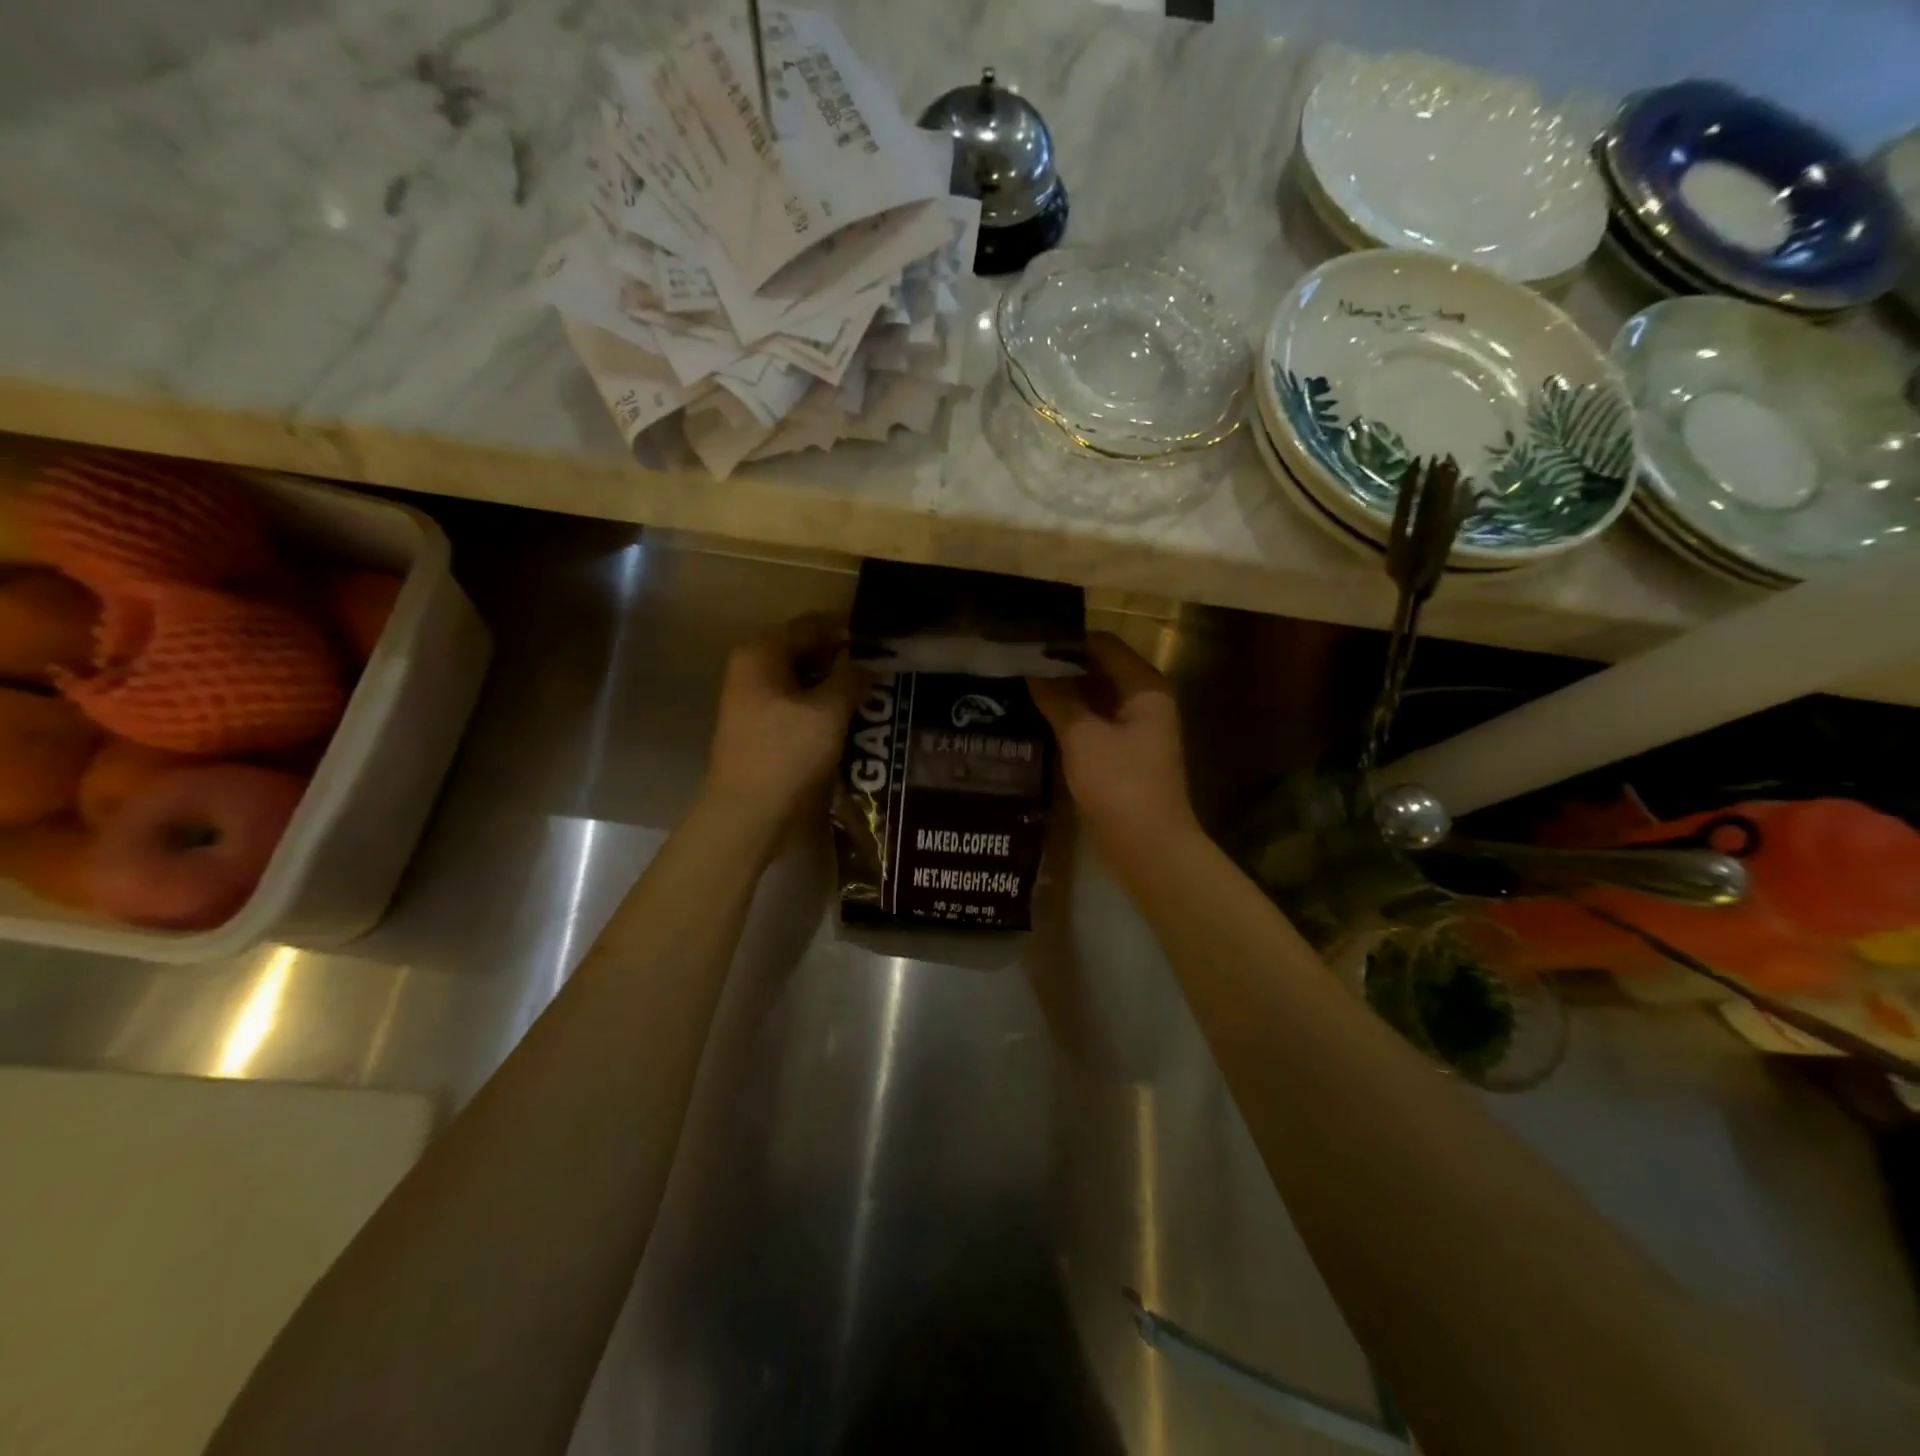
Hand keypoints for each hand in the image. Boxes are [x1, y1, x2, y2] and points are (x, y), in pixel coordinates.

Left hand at [703, 614, 868, 829]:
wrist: (748, 815)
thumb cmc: (787, 754)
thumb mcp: (829, 711)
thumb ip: (852, 677)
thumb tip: (870, 662)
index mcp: (761, 653)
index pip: (812, 624)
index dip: (849, 631)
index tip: (885, 644)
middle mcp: (752, 669)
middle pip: (806, 651)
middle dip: (844, 660)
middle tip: (884, 672)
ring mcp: (753, 701)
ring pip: (804, 680)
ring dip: (836, 686)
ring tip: (873, 695)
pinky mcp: (760, 728)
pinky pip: (798, 705)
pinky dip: (823, 707)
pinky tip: (851, 720)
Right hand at [1028, 633, 1198, 865]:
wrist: (1148, 847)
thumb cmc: (1119, 784)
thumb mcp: (1082, 736)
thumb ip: (1057, 698)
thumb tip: (1030, 668)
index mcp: (1144, 687)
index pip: (1103, 644)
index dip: (1066, 640)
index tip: (1026, 640)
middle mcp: (1144, 702)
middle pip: (1100, 670)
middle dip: (1061, 667)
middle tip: (1016, 662)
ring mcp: (1136, 730)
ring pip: (1095, 699)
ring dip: (1063, 694)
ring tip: (1019, 686)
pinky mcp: (1124, 756)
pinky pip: (1094, 725)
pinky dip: (1070, 719)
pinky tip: (1037, 718)